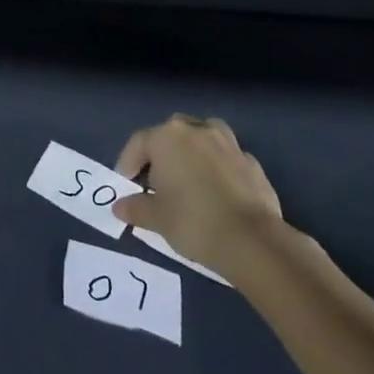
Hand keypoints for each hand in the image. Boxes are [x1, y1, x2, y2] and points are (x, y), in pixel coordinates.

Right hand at [111, 116, 284, 278]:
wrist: (253, 242)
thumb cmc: (193, 221)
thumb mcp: (156, 218)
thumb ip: (135, 208)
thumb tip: (120, 207)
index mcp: (167, 137)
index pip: (139, 142)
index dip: (128, 163)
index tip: (127, 184)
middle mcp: (197, 131)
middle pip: (171, 133)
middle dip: (162, 152)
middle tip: (157, 180)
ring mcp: (228, 144)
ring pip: (204, 137)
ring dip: (194, 151)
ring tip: (190, 176)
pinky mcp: (252, 163)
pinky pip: (227, 159)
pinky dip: (220, 168)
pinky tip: (218, 192)